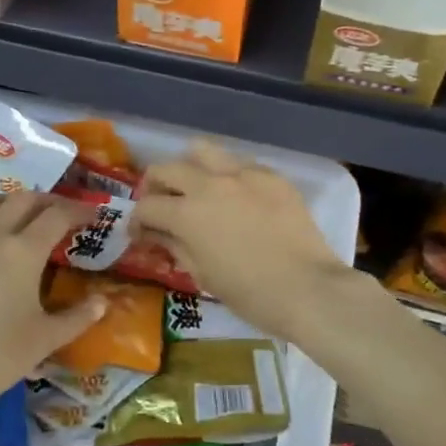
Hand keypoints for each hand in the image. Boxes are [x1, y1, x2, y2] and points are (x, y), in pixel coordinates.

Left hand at [0, 191, 104, 425]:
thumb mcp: (45, 340)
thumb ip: (79, 317)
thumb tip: (103, 301)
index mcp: (23, 252)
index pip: (57, 216)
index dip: (78, 211)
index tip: (92, 216)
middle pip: (23, 199)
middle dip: (47, 201)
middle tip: (61, 215)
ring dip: (8, 202)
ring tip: (19, 216)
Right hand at [137, 141, 357, 340]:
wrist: (308, 288)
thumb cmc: (250, 294)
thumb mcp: (203, 275)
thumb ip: (175, 246)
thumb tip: (157, 234)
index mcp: (187, 214)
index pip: (147, 206)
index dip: (137, 221)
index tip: (141, 234)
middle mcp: (209, 184)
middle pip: (167, 169)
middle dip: (155, 187)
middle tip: (162, 206)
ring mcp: (243, 174)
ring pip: (202, 151)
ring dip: (190, 168)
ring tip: (197, 189)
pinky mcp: (272, 176)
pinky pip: (240, 164)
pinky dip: (228, 177)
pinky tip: (238, 199)